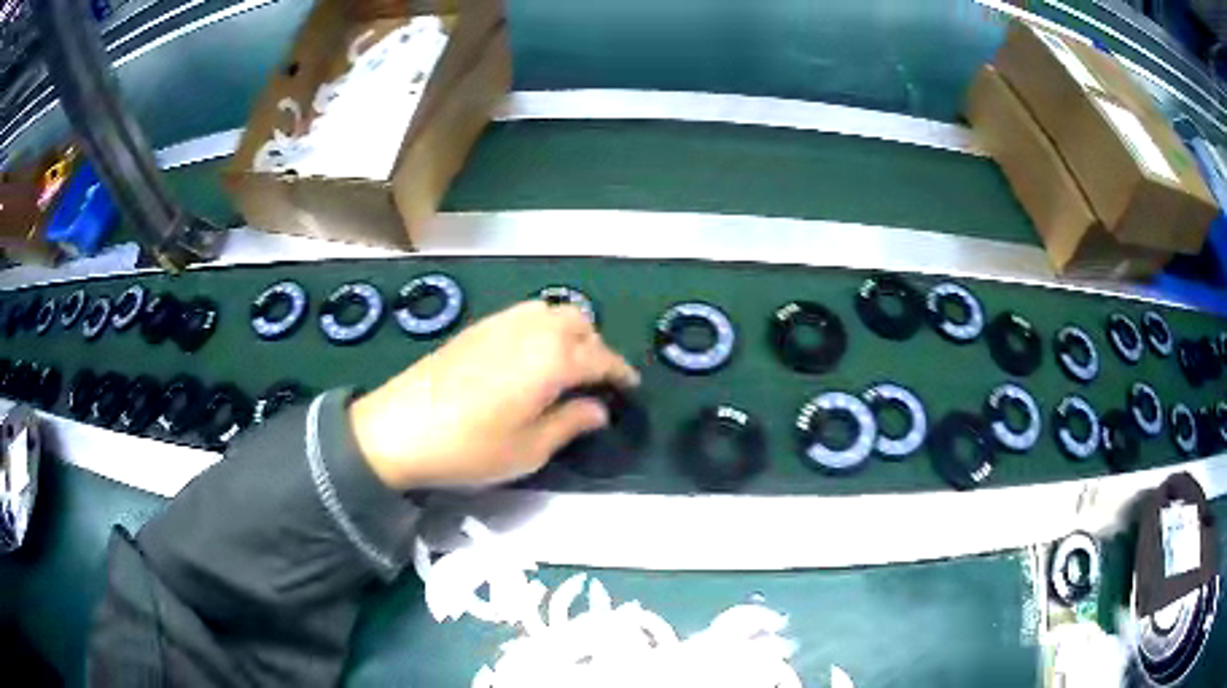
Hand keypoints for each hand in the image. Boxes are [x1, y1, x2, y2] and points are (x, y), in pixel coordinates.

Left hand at [349, 301, 639, 489]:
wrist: (397, 429)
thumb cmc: (469, 447)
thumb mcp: (528, 449)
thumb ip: (570, 423)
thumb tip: (598, 409)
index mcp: (552, 359)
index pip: (600, 358)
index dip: (620, 372)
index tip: (630, 388)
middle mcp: (531, 330)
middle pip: (579, 322)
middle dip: (596, 346)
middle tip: (596, 380)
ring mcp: (500, 323)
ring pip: (551, 311)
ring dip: (569, 332)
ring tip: (565, 365)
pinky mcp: (477, 327)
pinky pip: (524, 314)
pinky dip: (541, 327)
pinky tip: (530, 357)